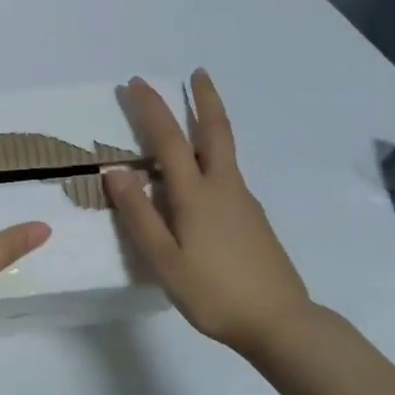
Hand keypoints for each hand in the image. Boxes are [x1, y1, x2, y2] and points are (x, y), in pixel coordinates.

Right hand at [104, 70, 318, 355]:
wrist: (280, 322)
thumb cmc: (214, 293)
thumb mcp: (164, 261)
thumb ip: (139, 215)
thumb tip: (114, 171)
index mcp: (196, 194)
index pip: (167, 139)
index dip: (150, 108)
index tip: (135, 83)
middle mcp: (223, 187)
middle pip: (215, 131)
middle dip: (204, 98)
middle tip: (198, 72)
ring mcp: (243, 201)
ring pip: (225, 150)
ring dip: (210, 122)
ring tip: (196, 112)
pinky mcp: (253, 217)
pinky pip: (228, 172)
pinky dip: (214, 154)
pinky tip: (204, 175)